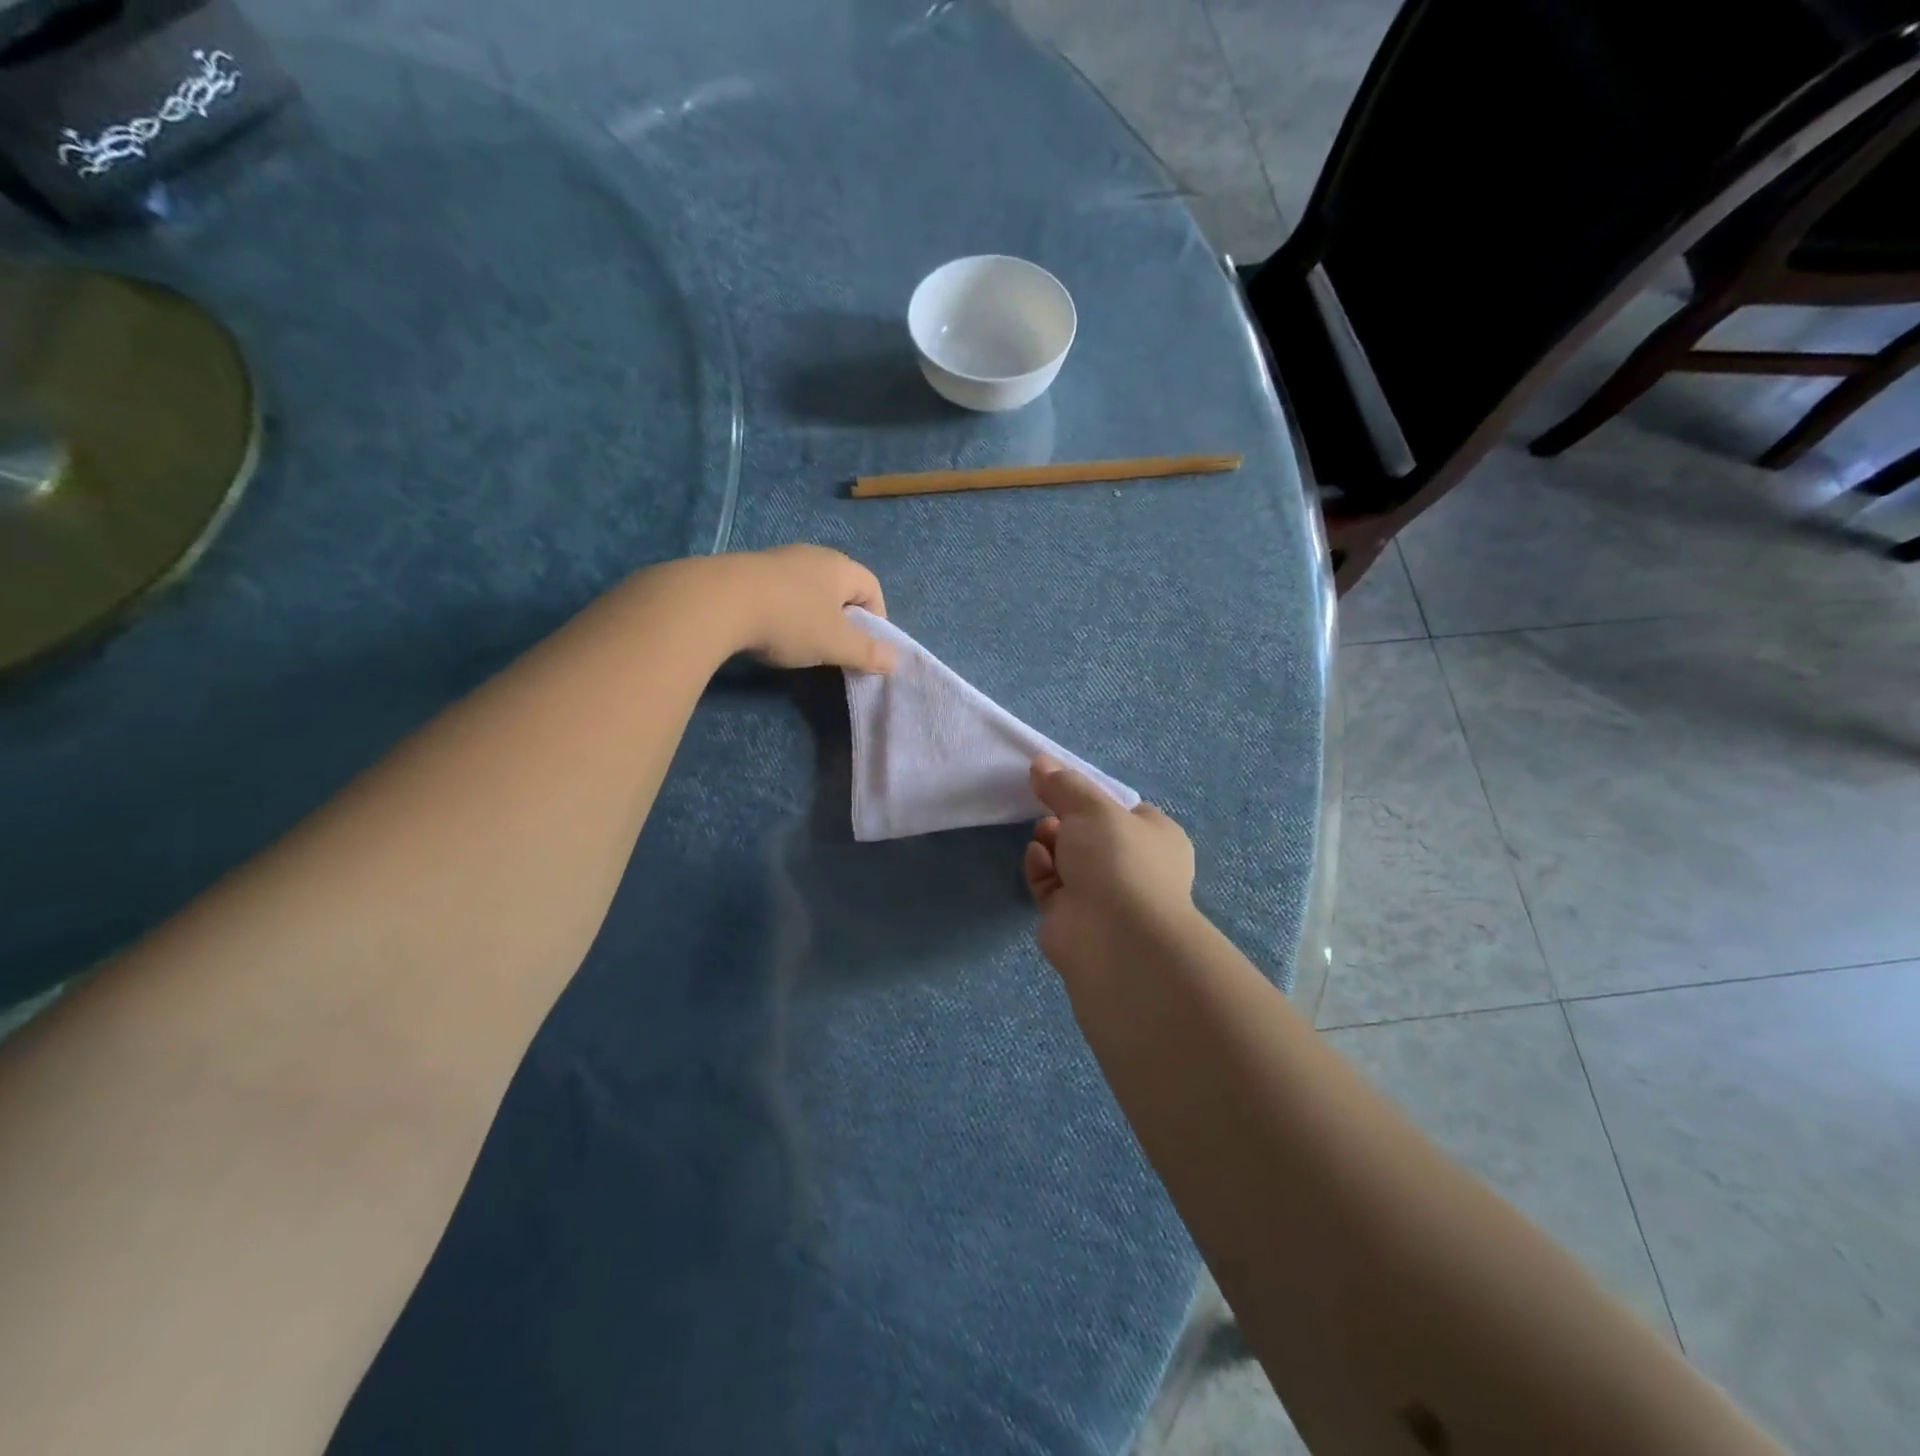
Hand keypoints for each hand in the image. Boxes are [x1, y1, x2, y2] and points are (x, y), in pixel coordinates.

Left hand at [722, 545, 895, 673]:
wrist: (717, 601)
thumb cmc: (790, 621)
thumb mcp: (835, 644)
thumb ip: (868, 652)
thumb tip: (896, 660)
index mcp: (840, 567)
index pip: (872, 587)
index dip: (877, 618)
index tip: (867, 647)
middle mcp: (812, 555)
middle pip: (840, 586)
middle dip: (844, 617)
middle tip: (836, 646)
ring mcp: (777, 559)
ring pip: (807, 587)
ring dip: (811, 613)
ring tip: (801, 641)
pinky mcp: (747, 569)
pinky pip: (779, 590)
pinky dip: (783, 610)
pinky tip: (769, 630)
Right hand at [1024, 756, 1195, 979]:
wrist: (1114, 937)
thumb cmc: (1117, 859)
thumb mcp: (1092, 807)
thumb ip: (1064, 784)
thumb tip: (1040, 762)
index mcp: (1156, 838)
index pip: (1124, 811)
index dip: (1092, 799)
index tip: (1063, 787)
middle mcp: (1135, 867)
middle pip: (1090, 834)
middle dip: (1065, 821)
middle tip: (1048, 813)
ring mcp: (1104, 896)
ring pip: (1068, 860)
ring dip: (1050, 843)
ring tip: (1042, 836)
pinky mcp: (1073, 918)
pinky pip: (1051, 885)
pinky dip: (1041, 870)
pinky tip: (1037, 859)